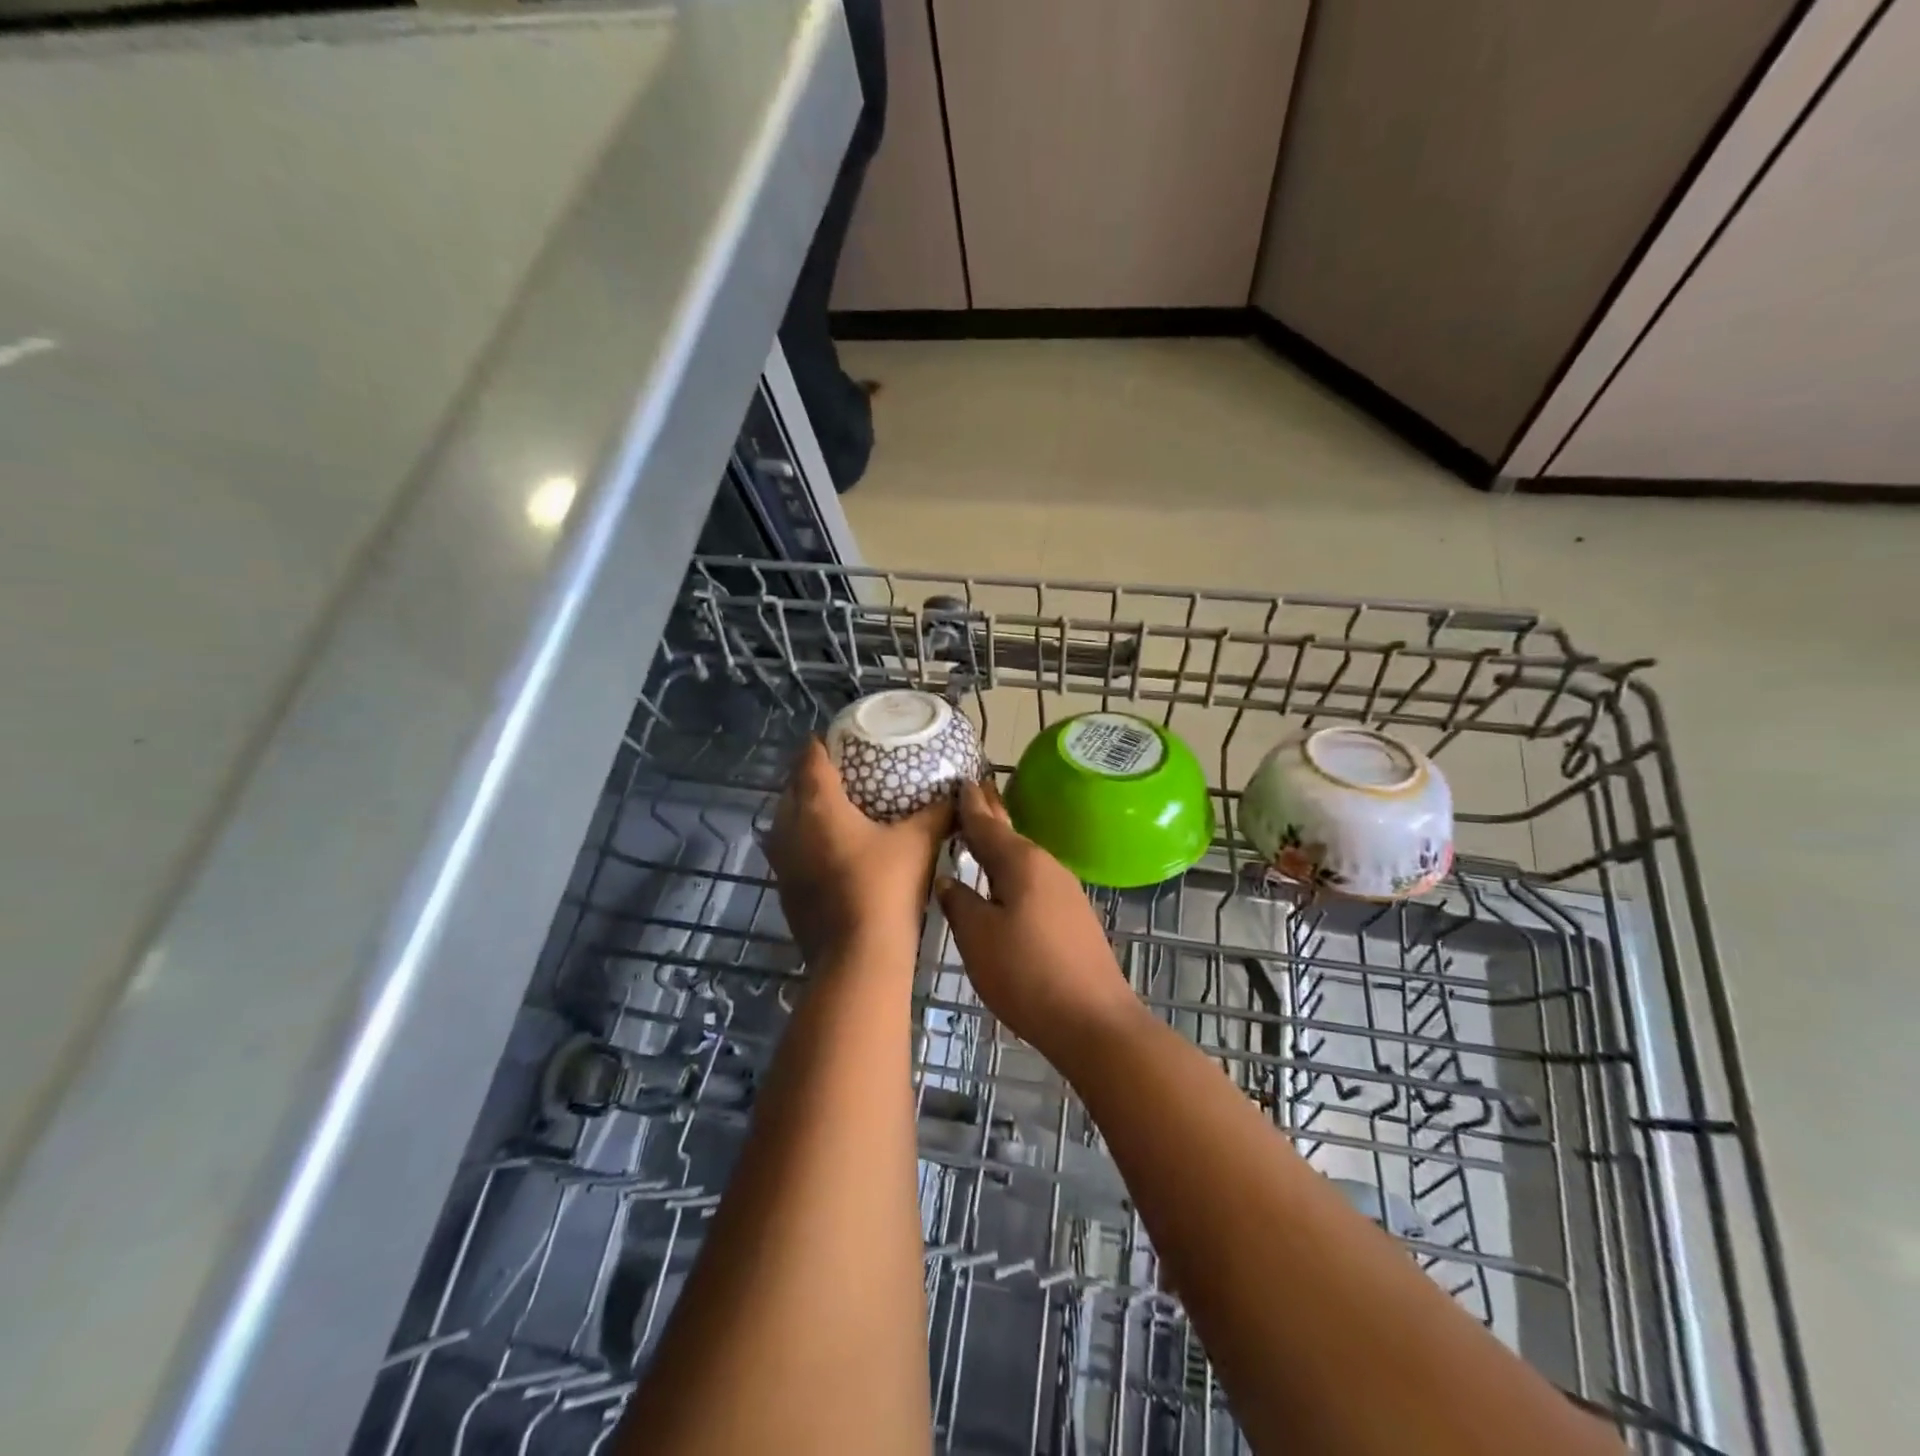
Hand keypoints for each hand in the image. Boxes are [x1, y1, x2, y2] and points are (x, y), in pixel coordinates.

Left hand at [766, 738, 951, 966]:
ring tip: (840, 810)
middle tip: (847, 773)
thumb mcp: (919, 843)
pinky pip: (792, 851)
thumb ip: (938, 813)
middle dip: (814, 776)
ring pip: (788, 821)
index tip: (841, 738)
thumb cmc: (886, 887)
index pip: (810, 758)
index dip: (823, 743)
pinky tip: (835, 852)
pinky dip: (808, 842)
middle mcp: (789, 828)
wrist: (858, 958)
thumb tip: (959, 792)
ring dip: (808, 811)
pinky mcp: (785, 890)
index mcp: (817, 805)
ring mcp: (782, 862)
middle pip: (794, 788)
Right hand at [936, 780, 1140, 1059]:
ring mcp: (1065, 891)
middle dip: (990, 815)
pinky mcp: (1073, 916)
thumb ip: (959, 902)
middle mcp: (1046, 866)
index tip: (960, 779)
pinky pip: (1035, 880)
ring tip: (980, 834)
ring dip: (1001, 845)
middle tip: (972, 791)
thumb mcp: (978, 938)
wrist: (1094, 1022)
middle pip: (1010, 835)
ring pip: (1024, 858)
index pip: (987, 824)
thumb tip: (948, 879)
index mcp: (1021, 862)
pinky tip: (1005, 881)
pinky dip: (1014, 871)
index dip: (969, 805)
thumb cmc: (1027, 975)